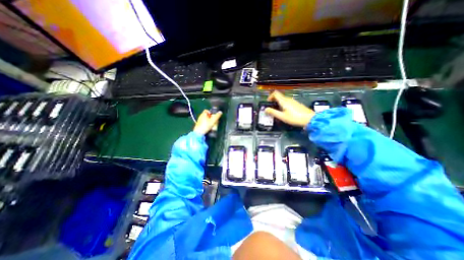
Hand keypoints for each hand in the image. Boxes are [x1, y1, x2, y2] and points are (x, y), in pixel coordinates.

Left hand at [193, 109, 220, 134]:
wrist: (199, 133)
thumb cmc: (206, 126)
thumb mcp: (213, 121)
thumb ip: (217, 116)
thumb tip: (220, 112)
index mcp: (203, 114)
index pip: (207, 110)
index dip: (211, 112)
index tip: (213, 116)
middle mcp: (200, 116)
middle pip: (206, 115)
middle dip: (210, 118)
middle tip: (214, 121)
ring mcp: (199, 121)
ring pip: (205, 119)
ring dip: (209, 122)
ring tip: (212, 125)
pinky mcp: (198, 125)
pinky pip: (203, 123)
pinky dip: (206, 124)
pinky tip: (208, 128)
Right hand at [265, 90, 315, 127]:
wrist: (309, 119)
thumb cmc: (294, 118)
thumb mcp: (282, 116)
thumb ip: (273, 112)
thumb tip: (265, 109)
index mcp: (284, 101)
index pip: (275, 93)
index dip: (270, 96)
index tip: (268, 102)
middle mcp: (288, 99)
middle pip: (279, 96)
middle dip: (273, 101)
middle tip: (271, 108)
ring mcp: (293, 101)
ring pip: (283, 99)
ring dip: (278, 103)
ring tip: (277, 111)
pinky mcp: (296, 104)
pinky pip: (287, 102)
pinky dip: (283, 105)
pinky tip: (284, 112)